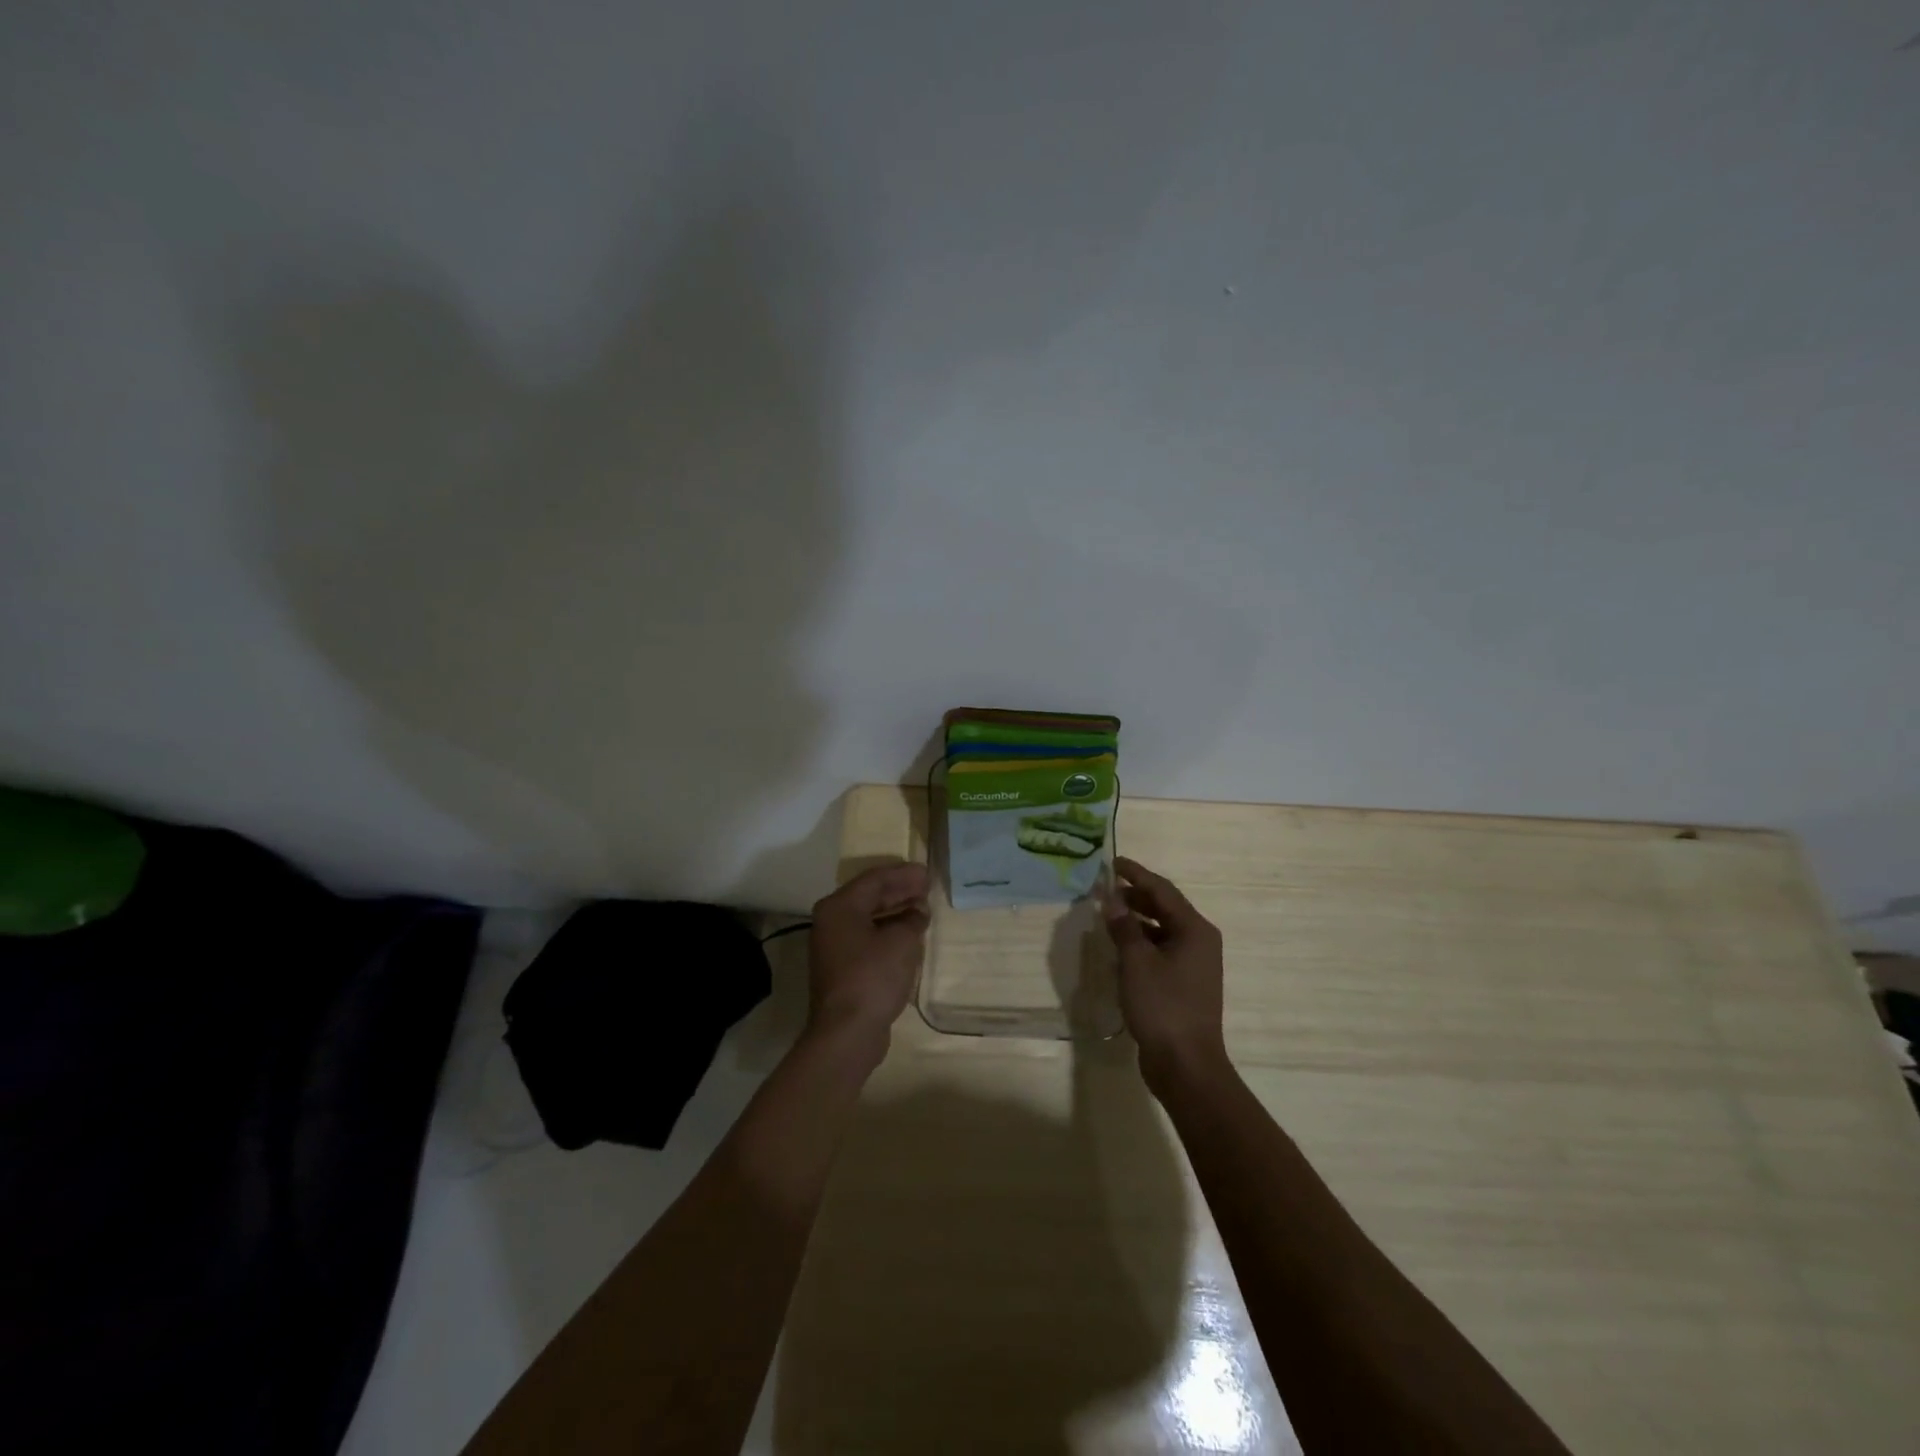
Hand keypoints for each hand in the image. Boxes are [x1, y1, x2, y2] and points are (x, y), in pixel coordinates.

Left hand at [805, 862, 931, 1057]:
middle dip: (899, 890)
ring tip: (922, 908)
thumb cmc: (873, 976)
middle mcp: (831, 921)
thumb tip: (918, 912)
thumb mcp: (901, 941)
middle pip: (869, 896)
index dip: (903, 874)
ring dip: (895, 911)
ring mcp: (834, 946)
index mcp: (839, 907)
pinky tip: (909, 934)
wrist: (847, 1032)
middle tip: (926, 886)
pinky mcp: (842, 968)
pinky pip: (868, 938)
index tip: (926, 873)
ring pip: (868, 918)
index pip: (874, 879)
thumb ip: (912, 919)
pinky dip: (888, 931)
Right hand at [1101, 857, 1228, 1094]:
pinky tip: (1119, 948)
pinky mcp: (1184, 984)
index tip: (1113, 863)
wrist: (1186, 1065)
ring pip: (1162, 930)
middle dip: (1135, 896)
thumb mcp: (1137, 962)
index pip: (1163, 890)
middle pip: (1165, 908)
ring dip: (1136, 920)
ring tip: (1108, 916)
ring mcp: (1193, 964)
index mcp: (1195, 930)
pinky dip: (1141, 943)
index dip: (1136, 874)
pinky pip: (1161, 950)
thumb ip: (1124, 927)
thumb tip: (1112, 900)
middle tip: (1105, 890)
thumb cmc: (1163, 1006)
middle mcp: (1199, 941)